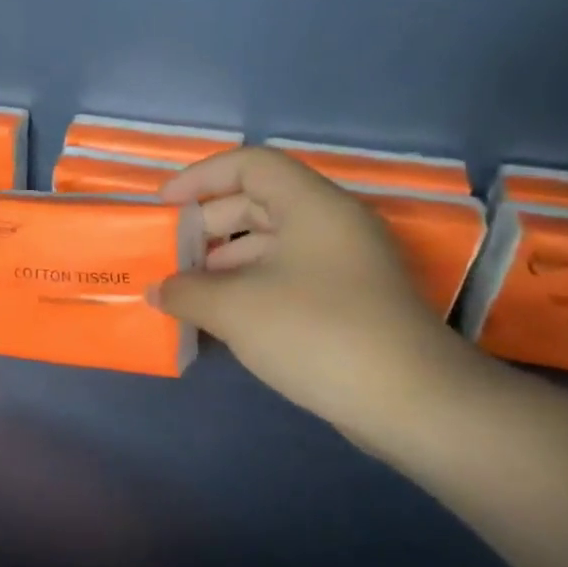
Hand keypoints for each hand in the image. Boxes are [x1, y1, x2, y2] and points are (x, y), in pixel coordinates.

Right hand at [153, 148, 477, 429]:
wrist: (409, 402)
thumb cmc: (316, 333)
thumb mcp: (235, 308)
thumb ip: (185, 291)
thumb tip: (157, 290)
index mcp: (312, 206)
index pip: (250, 165)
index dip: (200, 177)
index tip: (163, 206)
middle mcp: (331, 226)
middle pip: (258, 204)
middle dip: (206, 227)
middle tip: (168, 255)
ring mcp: (342, 266)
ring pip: (270, 245)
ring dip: (222, 263)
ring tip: (184, 292)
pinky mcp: (347, 303)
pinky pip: (284, 278)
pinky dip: (247, 289)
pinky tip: (218, 318)